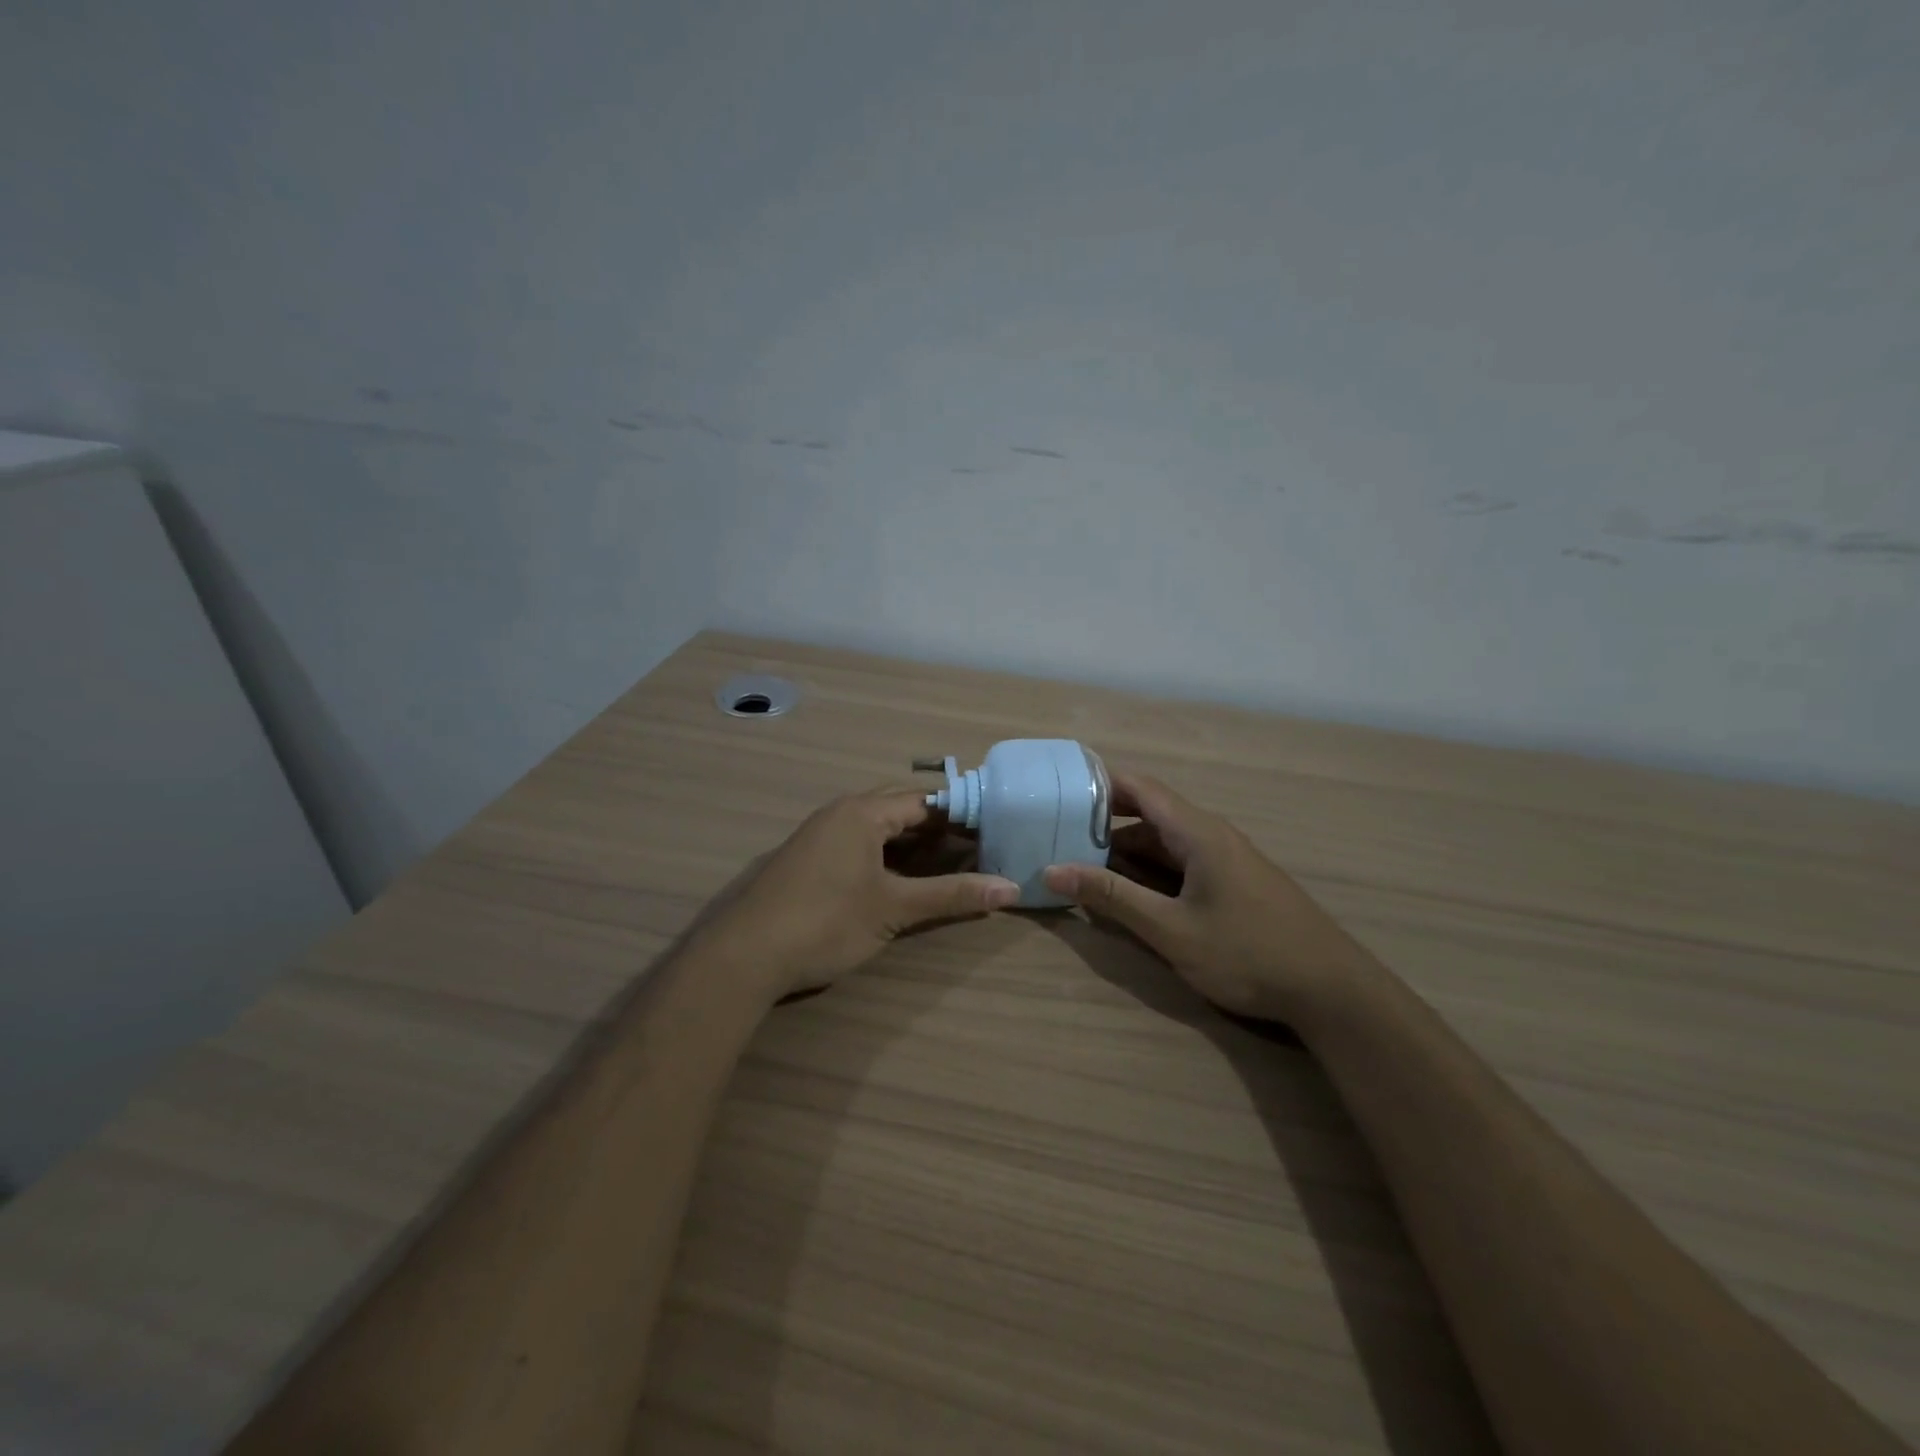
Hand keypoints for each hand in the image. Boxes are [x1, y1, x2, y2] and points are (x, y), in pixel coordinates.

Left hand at [696, 787, 1021, 999]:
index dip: (963, 815)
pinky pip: (860, 844)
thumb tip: (1011, 889)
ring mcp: (821, 835)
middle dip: (940, 829)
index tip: (996, 831)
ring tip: (951, 865)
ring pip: (879, 828)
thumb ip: (952, 896)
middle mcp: (841, 812)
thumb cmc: (826, 922)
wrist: (745, 955)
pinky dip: (888, 856)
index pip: (926, 800)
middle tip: (978, 850)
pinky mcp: (810, 859)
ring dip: (914, 843)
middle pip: (902, 809)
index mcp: (863, 812)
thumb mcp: (895, 909)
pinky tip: (904, 880)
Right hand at [1043, 770, 1357, 1022]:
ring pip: (1164, 844)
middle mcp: (1211, 835)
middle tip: (1057, 840)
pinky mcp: (1233, 883)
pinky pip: (1181, 864)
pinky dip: (1150, 873)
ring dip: (1125, 855)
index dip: (1097, 785)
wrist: (1332, 990)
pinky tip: (1129, 897)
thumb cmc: (1247, 953)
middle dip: (1103, 827)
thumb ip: (1112, 897)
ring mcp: (1225, 860)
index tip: (1057, 794)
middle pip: (1148, 816)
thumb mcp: (1170, 929)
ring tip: (1081, 871)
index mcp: (1197, 832)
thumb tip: (1053, 870)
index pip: (1139, 788)